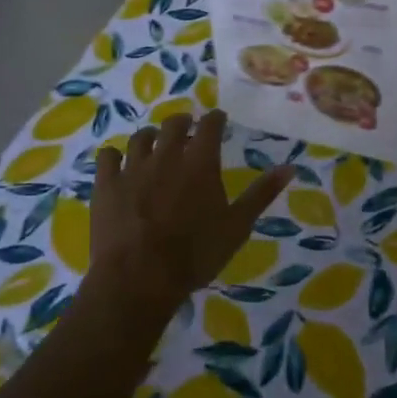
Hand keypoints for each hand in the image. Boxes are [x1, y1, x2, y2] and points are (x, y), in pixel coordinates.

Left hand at [91, 110, 292, 317]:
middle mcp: (167, 155)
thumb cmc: (195, 254)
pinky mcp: (106, 184)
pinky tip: (119, 164)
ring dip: (152, 137)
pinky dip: (115, 156)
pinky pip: (108, 156)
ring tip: (155, 144)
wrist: (139, 278)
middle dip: (183, 121)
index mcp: (200, 162)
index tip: (219, 120)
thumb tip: (290, 167)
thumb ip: (262, 194)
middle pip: (174, 123)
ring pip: (141, 136)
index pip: (210, 124)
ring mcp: (133, 167)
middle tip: (188, 129)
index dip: (215, 119)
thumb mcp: (237, 226)